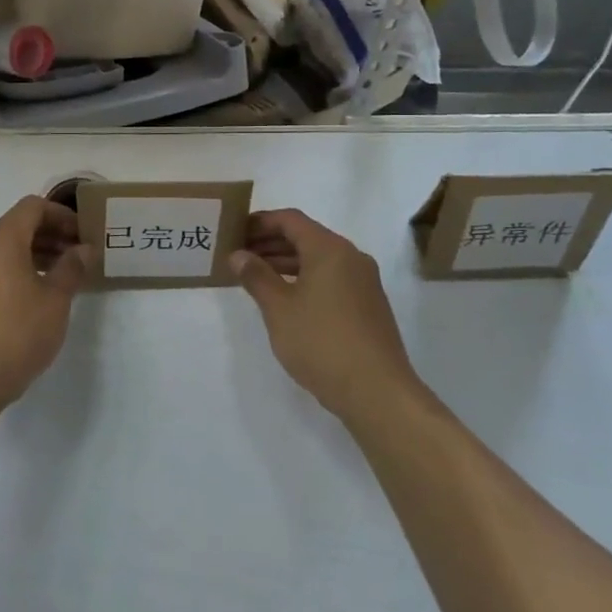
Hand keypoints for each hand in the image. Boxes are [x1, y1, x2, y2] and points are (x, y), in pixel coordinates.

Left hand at [0, 196, 88, 411]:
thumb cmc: (17, 333)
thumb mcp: (55, 300)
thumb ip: (72, 267)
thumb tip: (83, 249)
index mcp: (0, 239)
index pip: (33, 207)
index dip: (61, 215)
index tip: (83, 235)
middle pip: (17, 225)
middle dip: (50, 234)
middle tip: (77, 256)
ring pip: (3, 248)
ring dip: (33, 253)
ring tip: (60, 277)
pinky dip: (15, 269)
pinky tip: (34, 296)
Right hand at [230, 209, 420, 422]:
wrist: (376, 391)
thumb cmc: (321, 342)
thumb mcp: (279, 309)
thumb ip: (256, 277)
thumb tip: (238, 255)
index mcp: (330, 249)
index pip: (290, 220)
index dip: (260, 222)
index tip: (235, 231)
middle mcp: (351, 258)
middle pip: (306, 237)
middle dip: (271, 243)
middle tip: (239, 255)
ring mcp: (364, 282)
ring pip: (319, 260)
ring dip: (286, 263)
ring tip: (255, 277)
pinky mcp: (368, 306)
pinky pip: (331, 279)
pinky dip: (305, 280)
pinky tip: (286, 299)